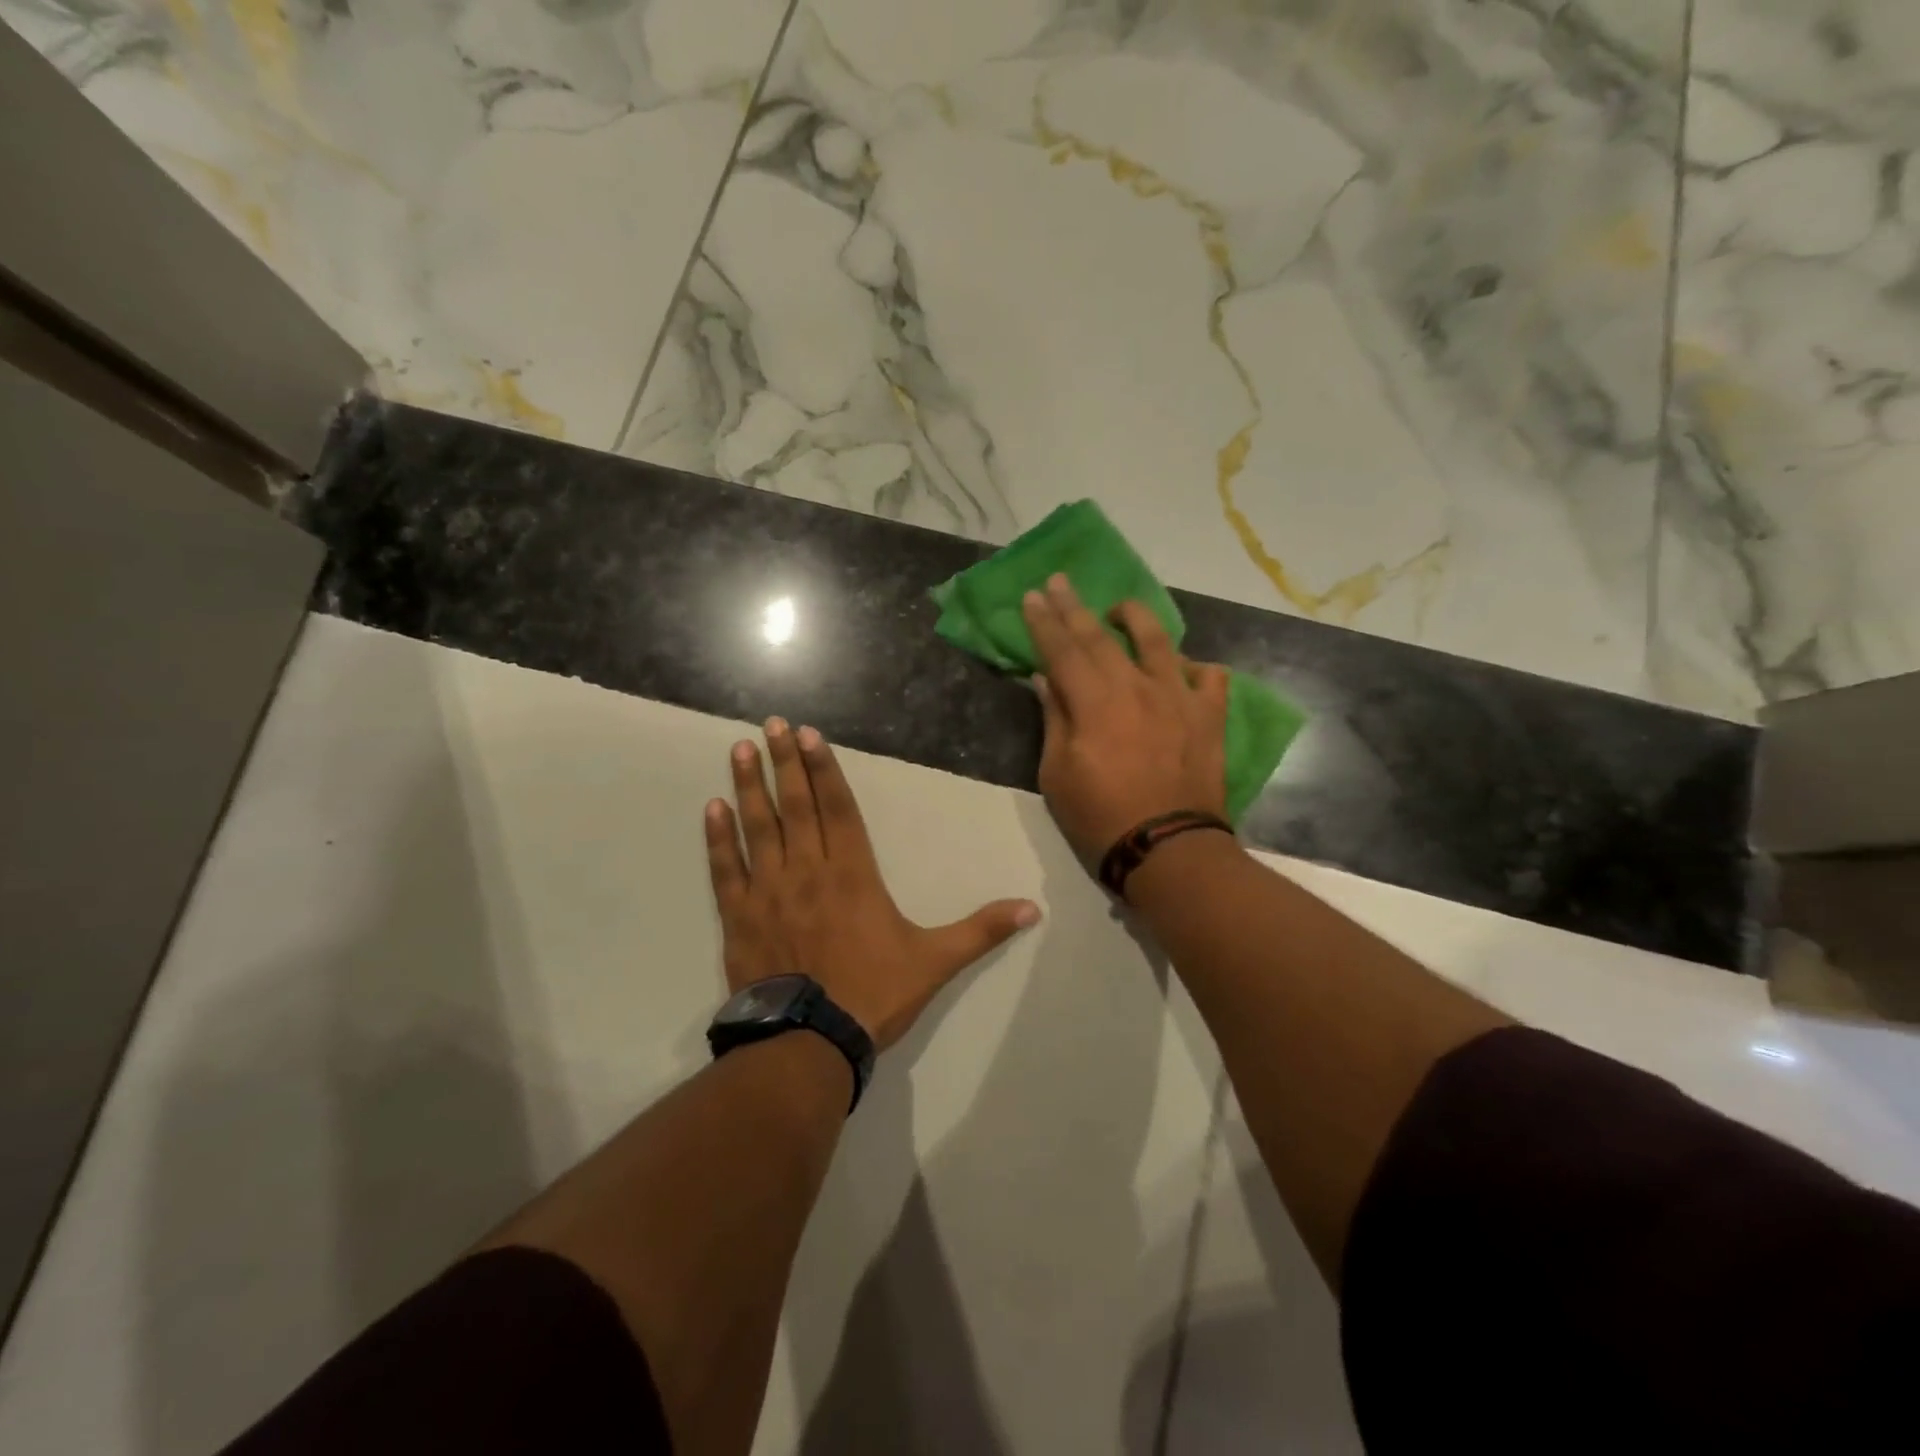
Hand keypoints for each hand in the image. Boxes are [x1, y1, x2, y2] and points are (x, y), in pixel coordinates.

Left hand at [705, 719, 1041, 1051]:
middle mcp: (807, 870)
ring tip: (739, 749)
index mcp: (852, 873)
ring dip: (749, 786)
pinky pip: (724, 869)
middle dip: (784, 762)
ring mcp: (768, 891)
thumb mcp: (936, 961)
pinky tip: (711, 809)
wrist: (810, 1042)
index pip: (839, 808)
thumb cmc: (873, 994)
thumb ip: (981, 930)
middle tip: (770, 724)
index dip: (824, 769)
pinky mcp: (739, 917)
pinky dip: (717, 838)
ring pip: (757, 827)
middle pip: (795, 805)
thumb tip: (1033, 910)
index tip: (807, 735)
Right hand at [1021, 574, 1230, 864]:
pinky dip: (1195, 667)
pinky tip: (1184, 668)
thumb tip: (1047, 679)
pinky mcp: (1208, 716)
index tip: (1032, 596)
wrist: (1169, 850)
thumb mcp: (1058, 775)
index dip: (1044, 621)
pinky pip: (1209, 677)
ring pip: (1159, 641)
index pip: (1062, 649)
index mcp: (1094, 701)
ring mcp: (1178, 698)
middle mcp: (1136, 686)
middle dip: (1075, 607)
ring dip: (1135, 618)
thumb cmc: (1101, 818)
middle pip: (1101, 637)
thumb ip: (1055, 719)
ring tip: (1119, 608)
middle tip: (1060, 582)